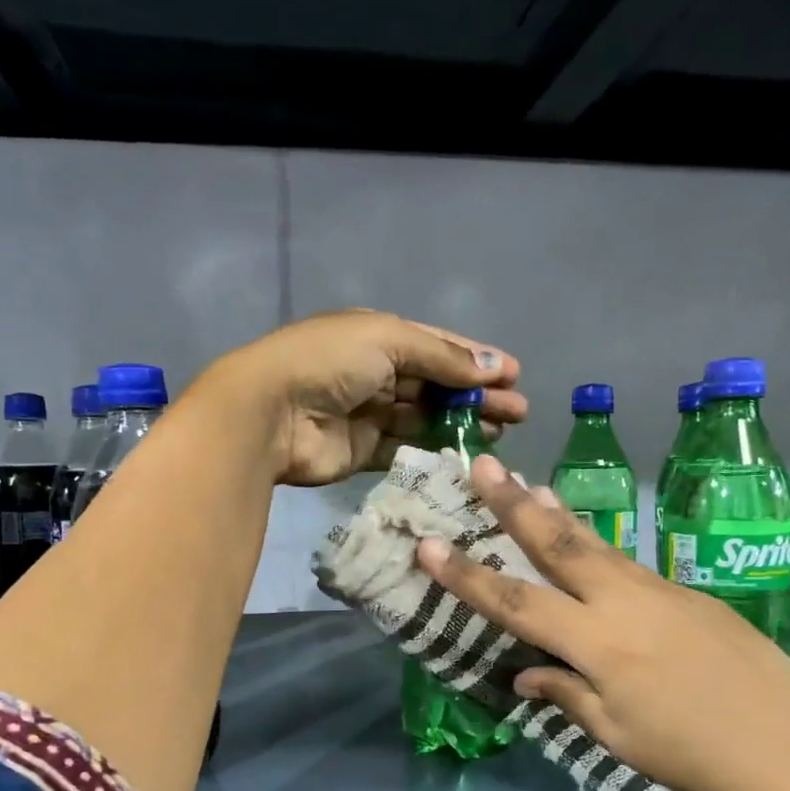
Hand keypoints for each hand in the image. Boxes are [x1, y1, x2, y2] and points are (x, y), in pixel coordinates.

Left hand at [202, 309, 524, 485]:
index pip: (437, 346)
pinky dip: (433, 451)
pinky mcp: (362, 451)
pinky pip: (405, 449)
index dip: (476, 359)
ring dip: (461, 423)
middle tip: (518, 412)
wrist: (271, 413)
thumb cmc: (329, 362)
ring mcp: (368, 413)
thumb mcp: (389, 340)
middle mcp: (374, 372)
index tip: (514, 376)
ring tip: (500, 433)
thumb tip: (492, 366)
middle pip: (436, 385)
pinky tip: (464, 454)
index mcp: (378, 336)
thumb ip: (441, 356)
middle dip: (477, 395)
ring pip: (424, 418)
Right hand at [416, 454, 789, 790]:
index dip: (466, 575)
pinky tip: (587, 543)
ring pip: (595, 542)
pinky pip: (628, 563)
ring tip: (527, 483)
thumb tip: (528, 673)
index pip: (515, 602)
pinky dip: (596, 545)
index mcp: (597, 644)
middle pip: (557, 543)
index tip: (428, 544)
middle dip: (512, 503)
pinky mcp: (688, 592)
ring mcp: (660, 590)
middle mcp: (622, 602)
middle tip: (481, 464)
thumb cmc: (697, 756)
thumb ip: (567, 695)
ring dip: (555, 512)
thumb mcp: (618, 737)